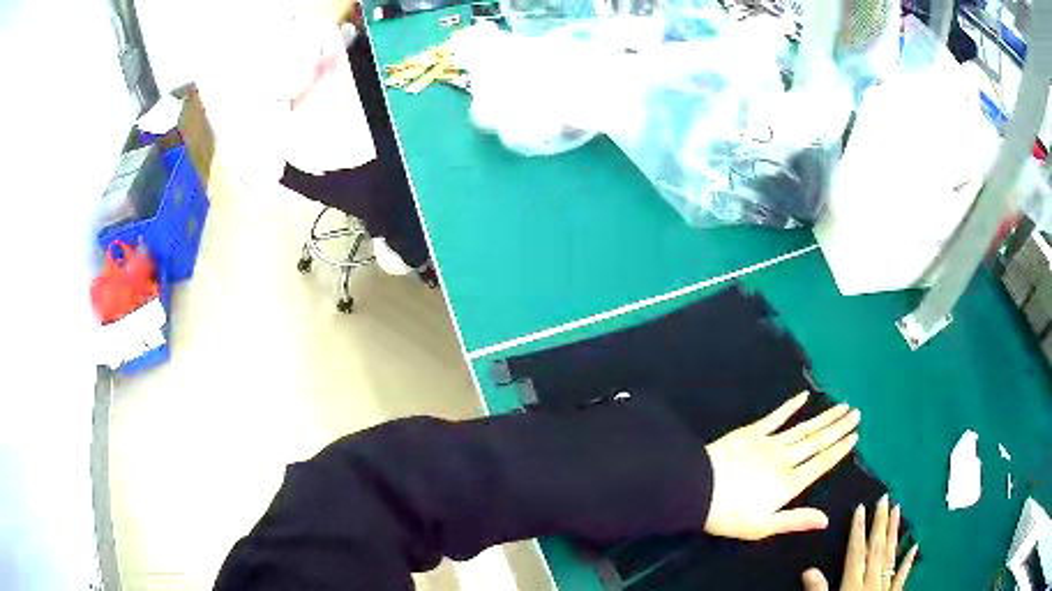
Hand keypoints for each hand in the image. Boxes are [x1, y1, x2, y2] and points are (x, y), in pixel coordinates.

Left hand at [703, 391, 859, 540]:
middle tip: (856, 414)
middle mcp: (785, 459)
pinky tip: (804, 396)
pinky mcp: (752, 432)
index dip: (839, 450)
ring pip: (804, 427)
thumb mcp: (763, 526)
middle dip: (839, 427)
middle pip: (818, 441)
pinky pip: (776, 416)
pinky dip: (791, 406)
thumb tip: (826, 519)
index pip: (821, 463)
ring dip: (824, 417)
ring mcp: (769, 442)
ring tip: (842, 407)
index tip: (855, 436)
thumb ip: (796, 520)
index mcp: (790, 483)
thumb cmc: (730, 515)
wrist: (697, 490)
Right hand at [801, 495, 918, 590]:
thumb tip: (809, 570)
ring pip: (891, 556)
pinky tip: (914, 546)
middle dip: (880, 523)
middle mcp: (872, 581)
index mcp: (854, 585)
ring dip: (894, 533)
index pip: (856, 553)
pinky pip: (902, 576)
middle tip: (885, 499)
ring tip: (898, 510)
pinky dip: (908, 561)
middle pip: (877, 549)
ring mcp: (885, 587)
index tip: (861, 508)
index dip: (858, 531)